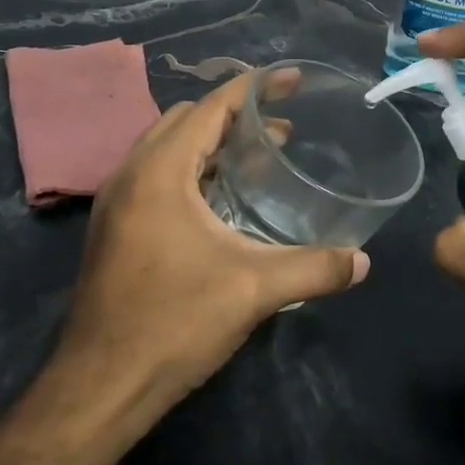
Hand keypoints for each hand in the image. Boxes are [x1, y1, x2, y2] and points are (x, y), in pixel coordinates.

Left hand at [61, 72, 369, 412]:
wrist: (101, 384)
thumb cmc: (174, 322)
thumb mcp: (254, 290)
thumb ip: (315, 268)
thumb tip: (363, 262)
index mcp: (159, 171)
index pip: (210, 107)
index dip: (254, 87)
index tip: (293, 80)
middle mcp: (131, 174)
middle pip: (185, 120)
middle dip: (234, 115)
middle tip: (281, 130)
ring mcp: (116, 202)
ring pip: (166, 148)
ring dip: (210, 143)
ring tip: (257, 159)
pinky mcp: (114, 228)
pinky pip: (155, 175)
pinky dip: (191, 170)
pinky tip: (221, 202)